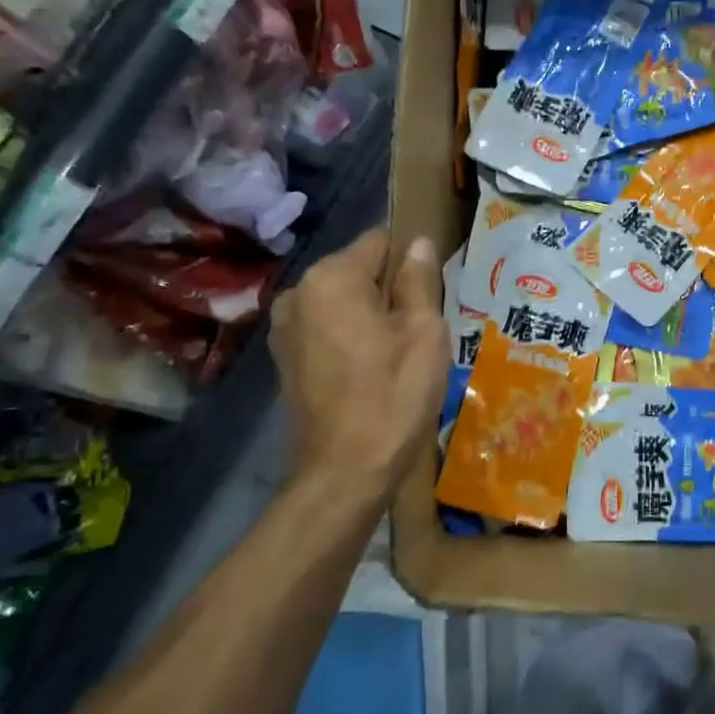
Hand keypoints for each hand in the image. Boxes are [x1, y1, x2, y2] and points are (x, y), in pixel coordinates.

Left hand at [269, 229, 447, 494]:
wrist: (345, 471)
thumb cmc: (393, 394)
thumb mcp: (424, 332)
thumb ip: (419, 280)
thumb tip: (417, 243)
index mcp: (331, 278)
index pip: (380, 242)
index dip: (410, 263)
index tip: (430, 295)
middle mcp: (298, 293)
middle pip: (358, 271)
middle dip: (389, 291)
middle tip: (419, 330)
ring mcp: (285, 328)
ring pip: (343, 302)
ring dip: (370, 316)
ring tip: (396, 353)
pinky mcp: (284, 359)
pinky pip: (327, 329)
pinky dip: (350, 338)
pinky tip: (370, 370)